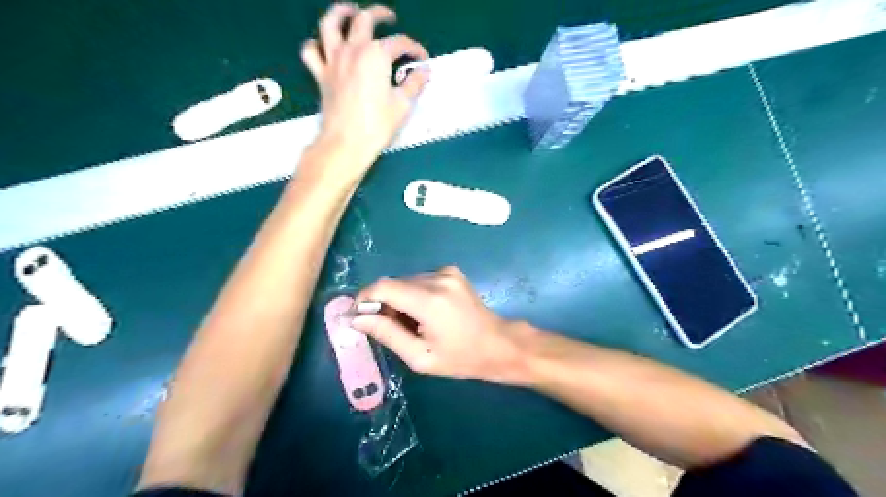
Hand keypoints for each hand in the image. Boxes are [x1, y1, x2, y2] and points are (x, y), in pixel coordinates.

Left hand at [303, 2, 430, 172]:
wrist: (347, 143)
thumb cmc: (377, 125)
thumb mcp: (403, 105)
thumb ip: (414, 84)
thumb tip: (424, 73)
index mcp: (376, 55)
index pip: (400, 43)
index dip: (415, 50)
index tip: (422, 61)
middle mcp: (353, 50)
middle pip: (364, 20)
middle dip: (380, 14)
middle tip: (389, 17)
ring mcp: (333, 60)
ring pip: (330, 24)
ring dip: (341, 13)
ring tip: (350, 12)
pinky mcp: (320, 75)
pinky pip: (311, 51)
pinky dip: (316, 44)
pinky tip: (325, 47)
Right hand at [349, 267, 524, 384]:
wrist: (498, 344)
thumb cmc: (461, 358)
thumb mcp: (420, 357)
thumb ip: (387, 334)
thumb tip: (357, 318)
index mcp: (430, 300)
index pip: (384, 286)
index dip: (365, 298)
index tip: (359, 315)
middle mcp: (438, 279)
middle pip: (394, 283)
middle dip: (383, 302)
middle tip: (387, 327)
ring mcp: (447, 272)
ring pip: (406, 281)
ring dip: (399, 299)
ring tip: (411, 323)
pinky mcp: (452, 272)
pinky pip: (421, 279)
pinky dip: (414, 294)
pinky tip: (424, 312)